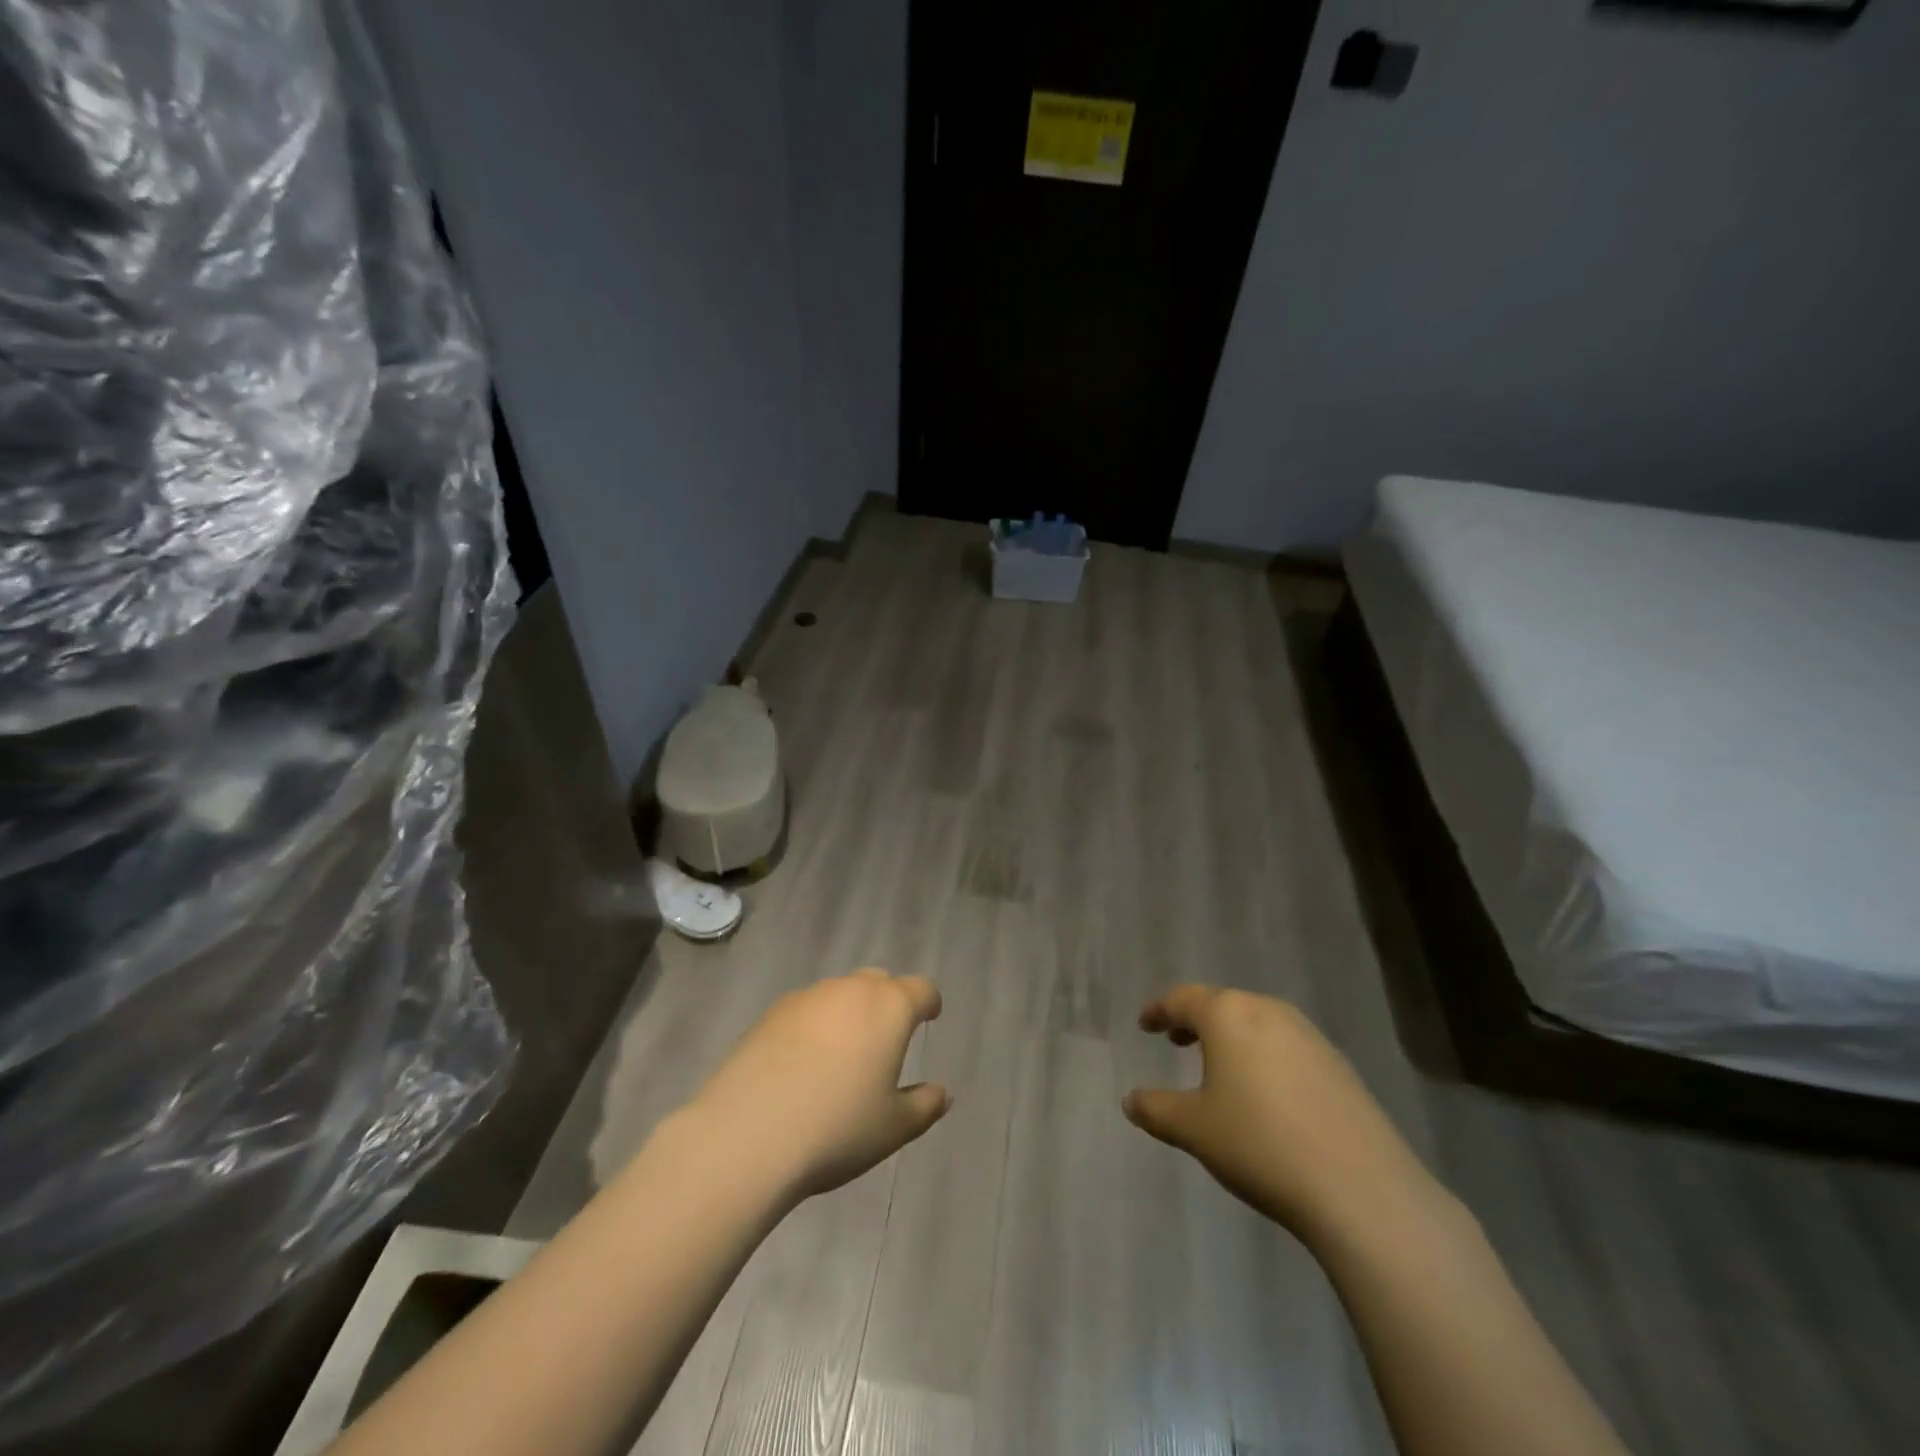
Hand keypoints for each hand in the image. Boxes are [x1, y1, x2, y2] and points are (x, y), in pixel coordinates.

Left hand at [687, 968, 949, 1202]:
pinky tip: (802, 1065)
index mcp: (889, 1008)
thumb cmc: (837, 1129)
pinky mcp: (770, 1014)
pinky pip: (806, 1011)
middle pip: (879, 982)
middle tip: (886, 1038)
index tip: (930, 1017)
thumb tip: (941, 1093)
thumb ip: (924, 1106)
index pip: (921, 989)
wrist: (747, 1134)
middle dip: (888, 1002)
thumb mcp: (893, 1128)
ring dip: (849, 1014)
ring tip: (842, 1056)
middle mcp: (850, 990)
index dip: (929, 1003)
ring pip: (840, 994)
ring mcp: (807, 998)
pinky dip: (814, 1027)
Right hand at [1122, 985, 1440, 1246]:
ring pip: (1257, 1023)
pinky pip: (1287, 1047)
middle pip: (1223, 1004)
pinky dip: (1264, 1056)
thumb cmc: (1260, 1145)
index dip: (1159, 1009)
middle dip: (1196, 1020)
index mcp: (1228, 1015)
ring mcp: (1310, 1037)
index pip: (1183, 999)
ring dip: (1232, 1038)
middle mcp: (1269, 1012)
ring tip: (1219, 1067)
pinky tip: (1266, 1094)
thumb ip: (1156, 1109)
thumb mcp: (1194, 1129)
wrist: (1362, 1190)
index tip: (1145, 1024)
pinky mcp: (1339, 1067)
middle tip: (1177, 1040)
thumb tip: (1131, 1100)